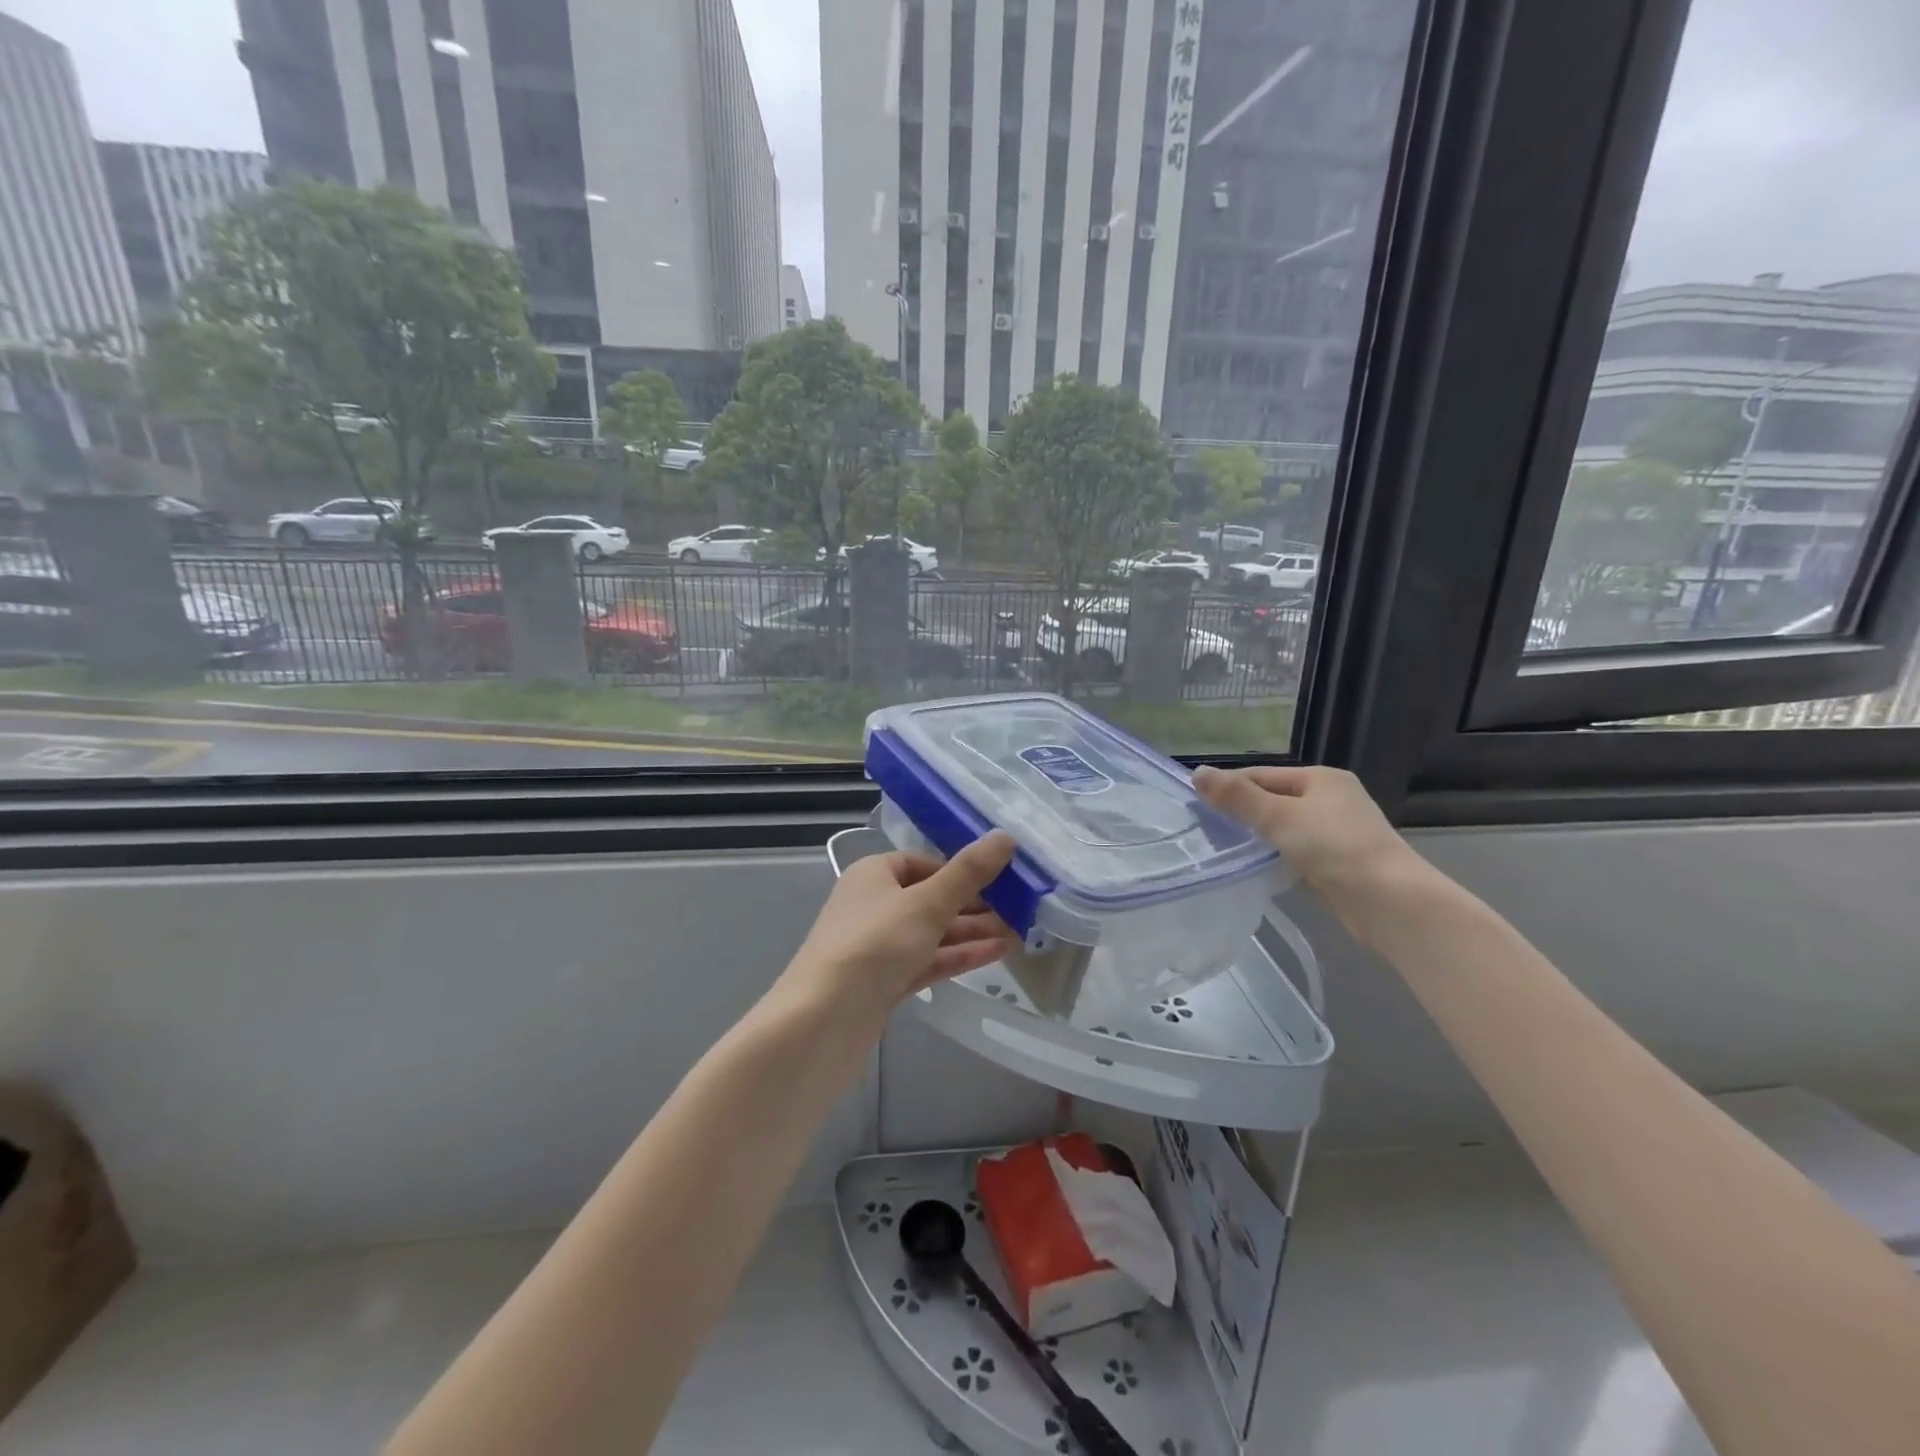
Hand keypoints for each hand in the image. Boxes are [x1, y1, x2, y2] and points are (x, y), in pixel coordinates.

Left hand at [783, 833, 1020, 1021]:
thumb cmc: (874, 945)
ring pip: (931, 933)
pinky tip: (996, 954)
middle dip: (973, 904)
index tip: (999, 879)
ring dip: (972, 931)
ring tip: (1018, 933)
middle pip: (930, 898)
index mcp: (873, 874)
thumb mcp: (927, 902)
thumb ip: (969, 873)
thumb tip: (1006, 837)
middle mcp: (872, 905)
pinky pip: (927, 961)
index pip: (923, 863)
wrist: (823, 1021)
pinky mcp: (883, 983)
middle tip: (1019, 909)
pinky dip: (958, 956)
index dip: (960, 870)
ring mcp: (877, 947)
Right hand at [1194, 766, 1430, 944]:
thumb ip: (1237, 797)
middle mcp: (1332, 799)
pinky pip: (1298, 853)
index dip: (1230, 787)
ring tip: (1226, 851)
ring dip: (1260, 838)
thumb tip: (1196, 773)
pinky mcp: (1341, 863)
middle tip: (1207, 831)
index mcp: (1321, 778)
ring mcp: (1339, 832)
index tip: (1197, 806)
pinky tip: (1259, 871)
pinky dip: (1278, 858)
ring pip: (1285, 829)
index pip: (1262, 775)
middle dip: (1243, 814)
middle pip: (1274, 800)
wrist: (1391, 902)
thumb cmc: (1334, 848)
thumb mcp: (1278, 817)